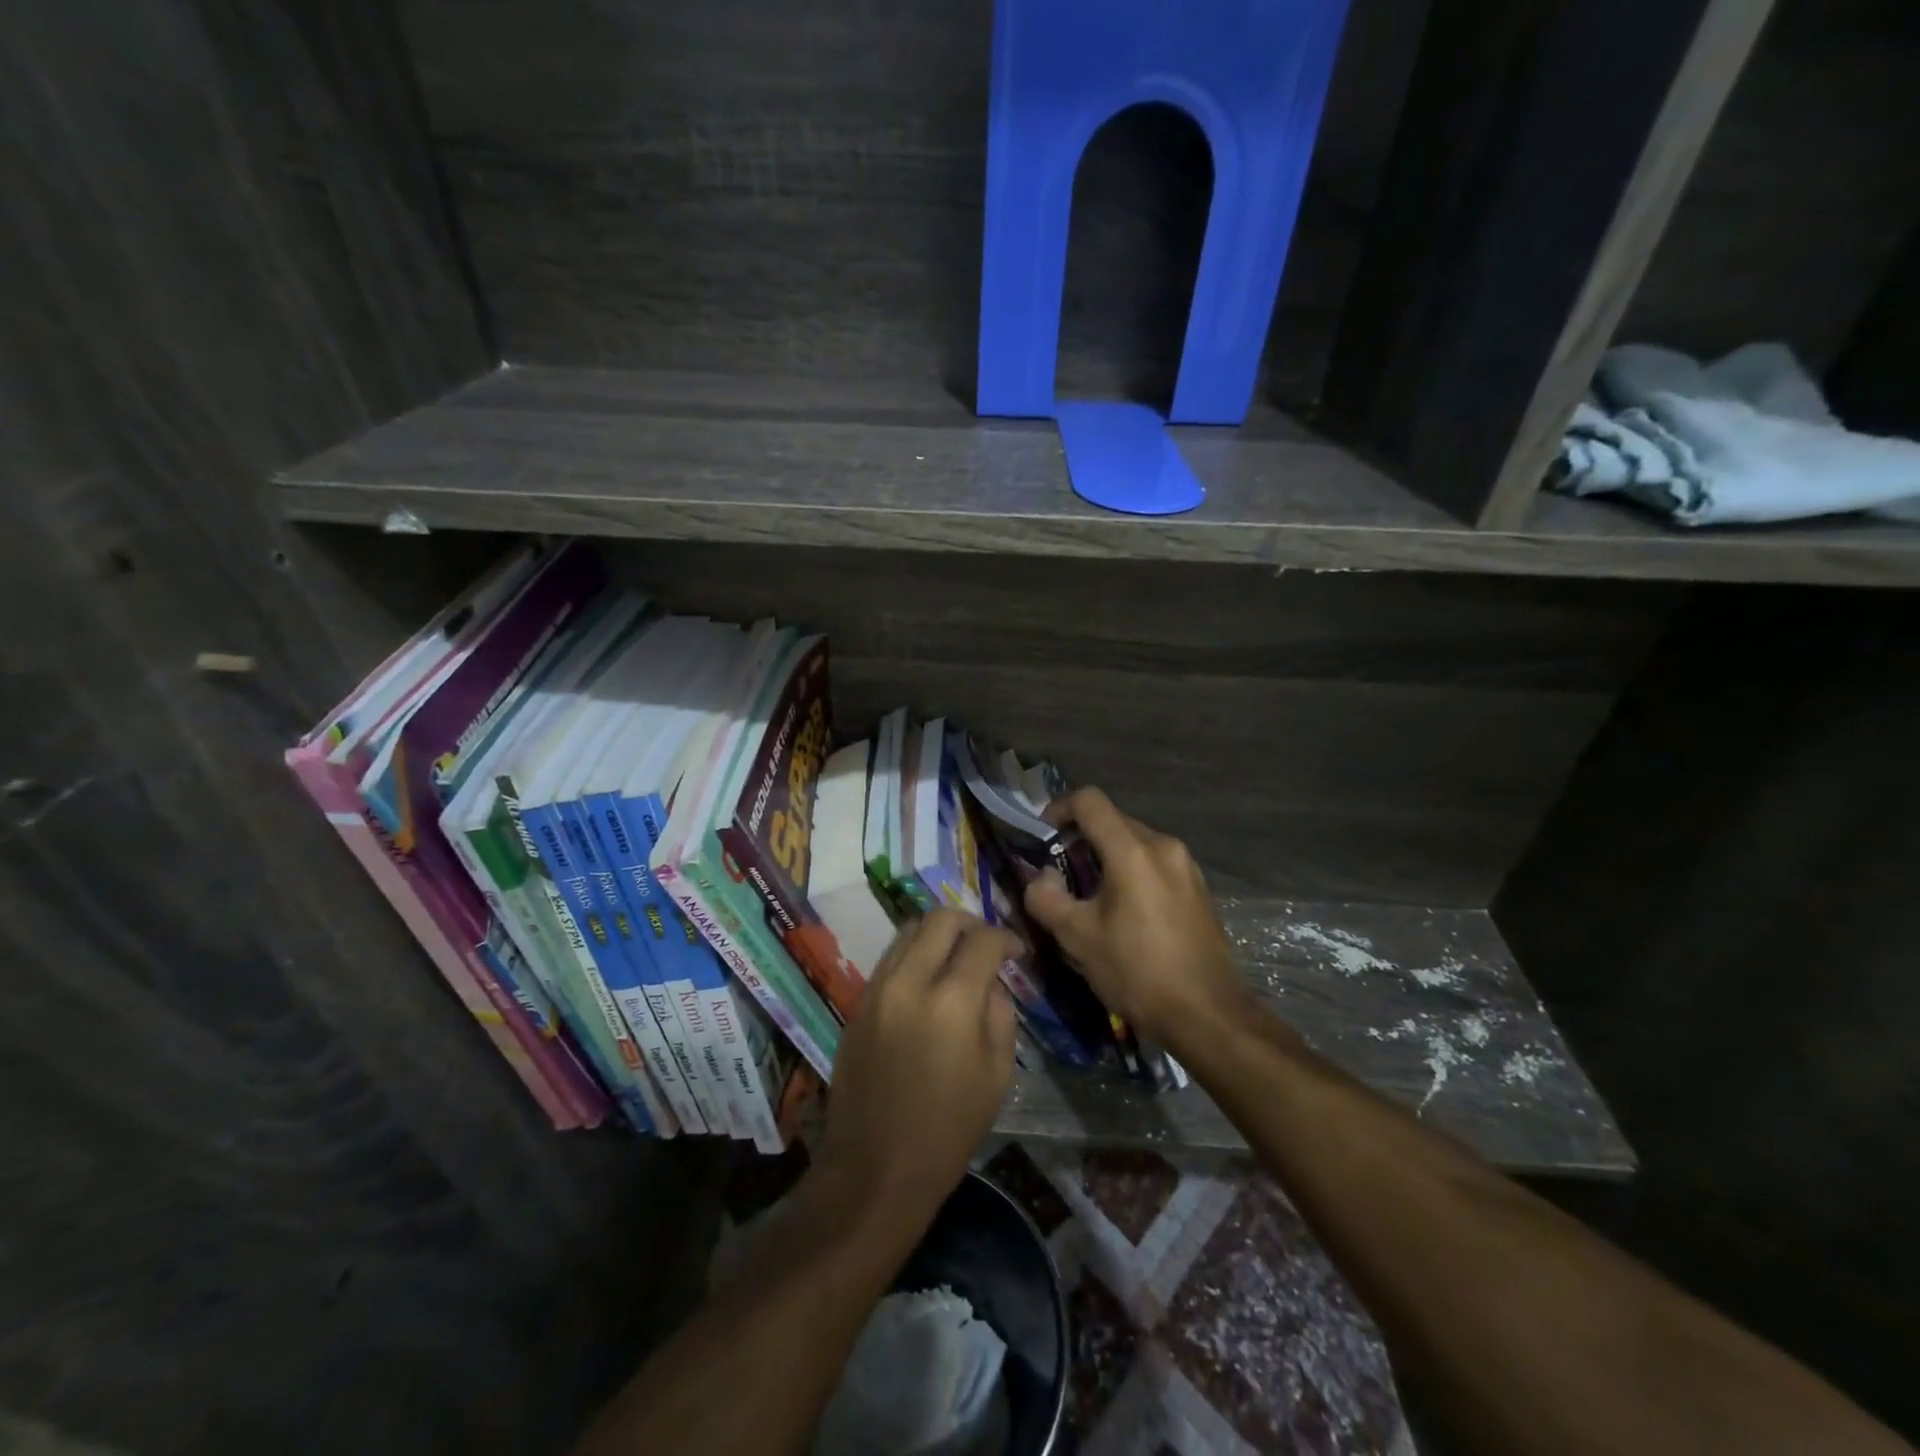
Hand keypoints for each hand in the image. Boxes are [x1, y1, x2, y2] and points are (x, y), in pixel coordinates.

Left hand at [812, 911, 1020, 1237]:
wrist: (875, 1168)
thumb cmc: (948, 1130)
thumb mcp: (997, 1074)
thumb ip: (999, 1014)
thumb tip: (990, 982)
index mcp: (951, 1002)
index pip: (983, 941)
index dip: (1006, 938)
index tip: (1016, 951)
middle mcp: (910, 982)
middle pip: (940, 919)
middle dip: (970, 923)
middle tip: (985, 945)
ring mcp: (877, 989)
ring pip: (909, 931)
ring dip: (937, 935)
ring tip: (955, 957)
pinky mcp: (858, 1002)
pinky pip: (890, 958)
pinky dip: (913, 955)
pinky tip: (927, 980)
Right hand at [1023, 787, 1253, 1050]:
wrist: (1208, 1015)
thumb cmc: (1137, 973)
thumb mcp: (1077, 938)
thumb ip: (1046, 897)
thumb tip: (1042, 876)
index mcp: (1133, 851)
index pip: (1090, 801)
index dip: (1059, 808)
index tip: (1042, 834)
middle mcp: (1164, 846)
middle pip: (1114, 820)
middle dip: (1082, 837)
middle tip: (1061, 872)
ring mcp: (1187, 866)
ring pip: (1136, 843)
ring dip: (1107, 856)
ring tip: (1091, 895)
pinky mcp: (1199, 888)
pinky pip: (1156, 863)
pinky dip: (1132, 872)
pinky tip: (1125, 911)